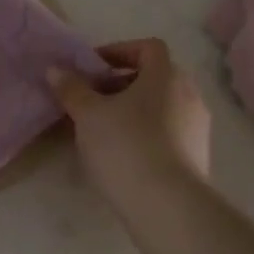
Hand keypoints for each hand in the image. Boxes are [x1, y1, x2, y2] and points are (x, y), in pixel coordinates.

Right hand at [47, 39, 210, 210]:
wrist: (167, 205)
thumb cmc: (126, 146)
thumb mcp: (88, 115)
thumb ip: (72, 89)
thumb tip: (56, 70)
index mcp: (166, 76)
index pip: (148, 48)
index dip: (119, 51)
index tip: (92, 68)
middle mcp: (189, 95)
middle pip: (154, 78)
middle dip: (121, 84)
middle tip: (91, 100)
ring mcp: (197, 128)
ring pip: (160, 107)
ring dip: (132, 111)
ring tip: (102, 130)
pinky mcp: (197, 157)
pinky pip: (167, 133)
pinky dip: (145, 134)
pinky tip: (122, 155)